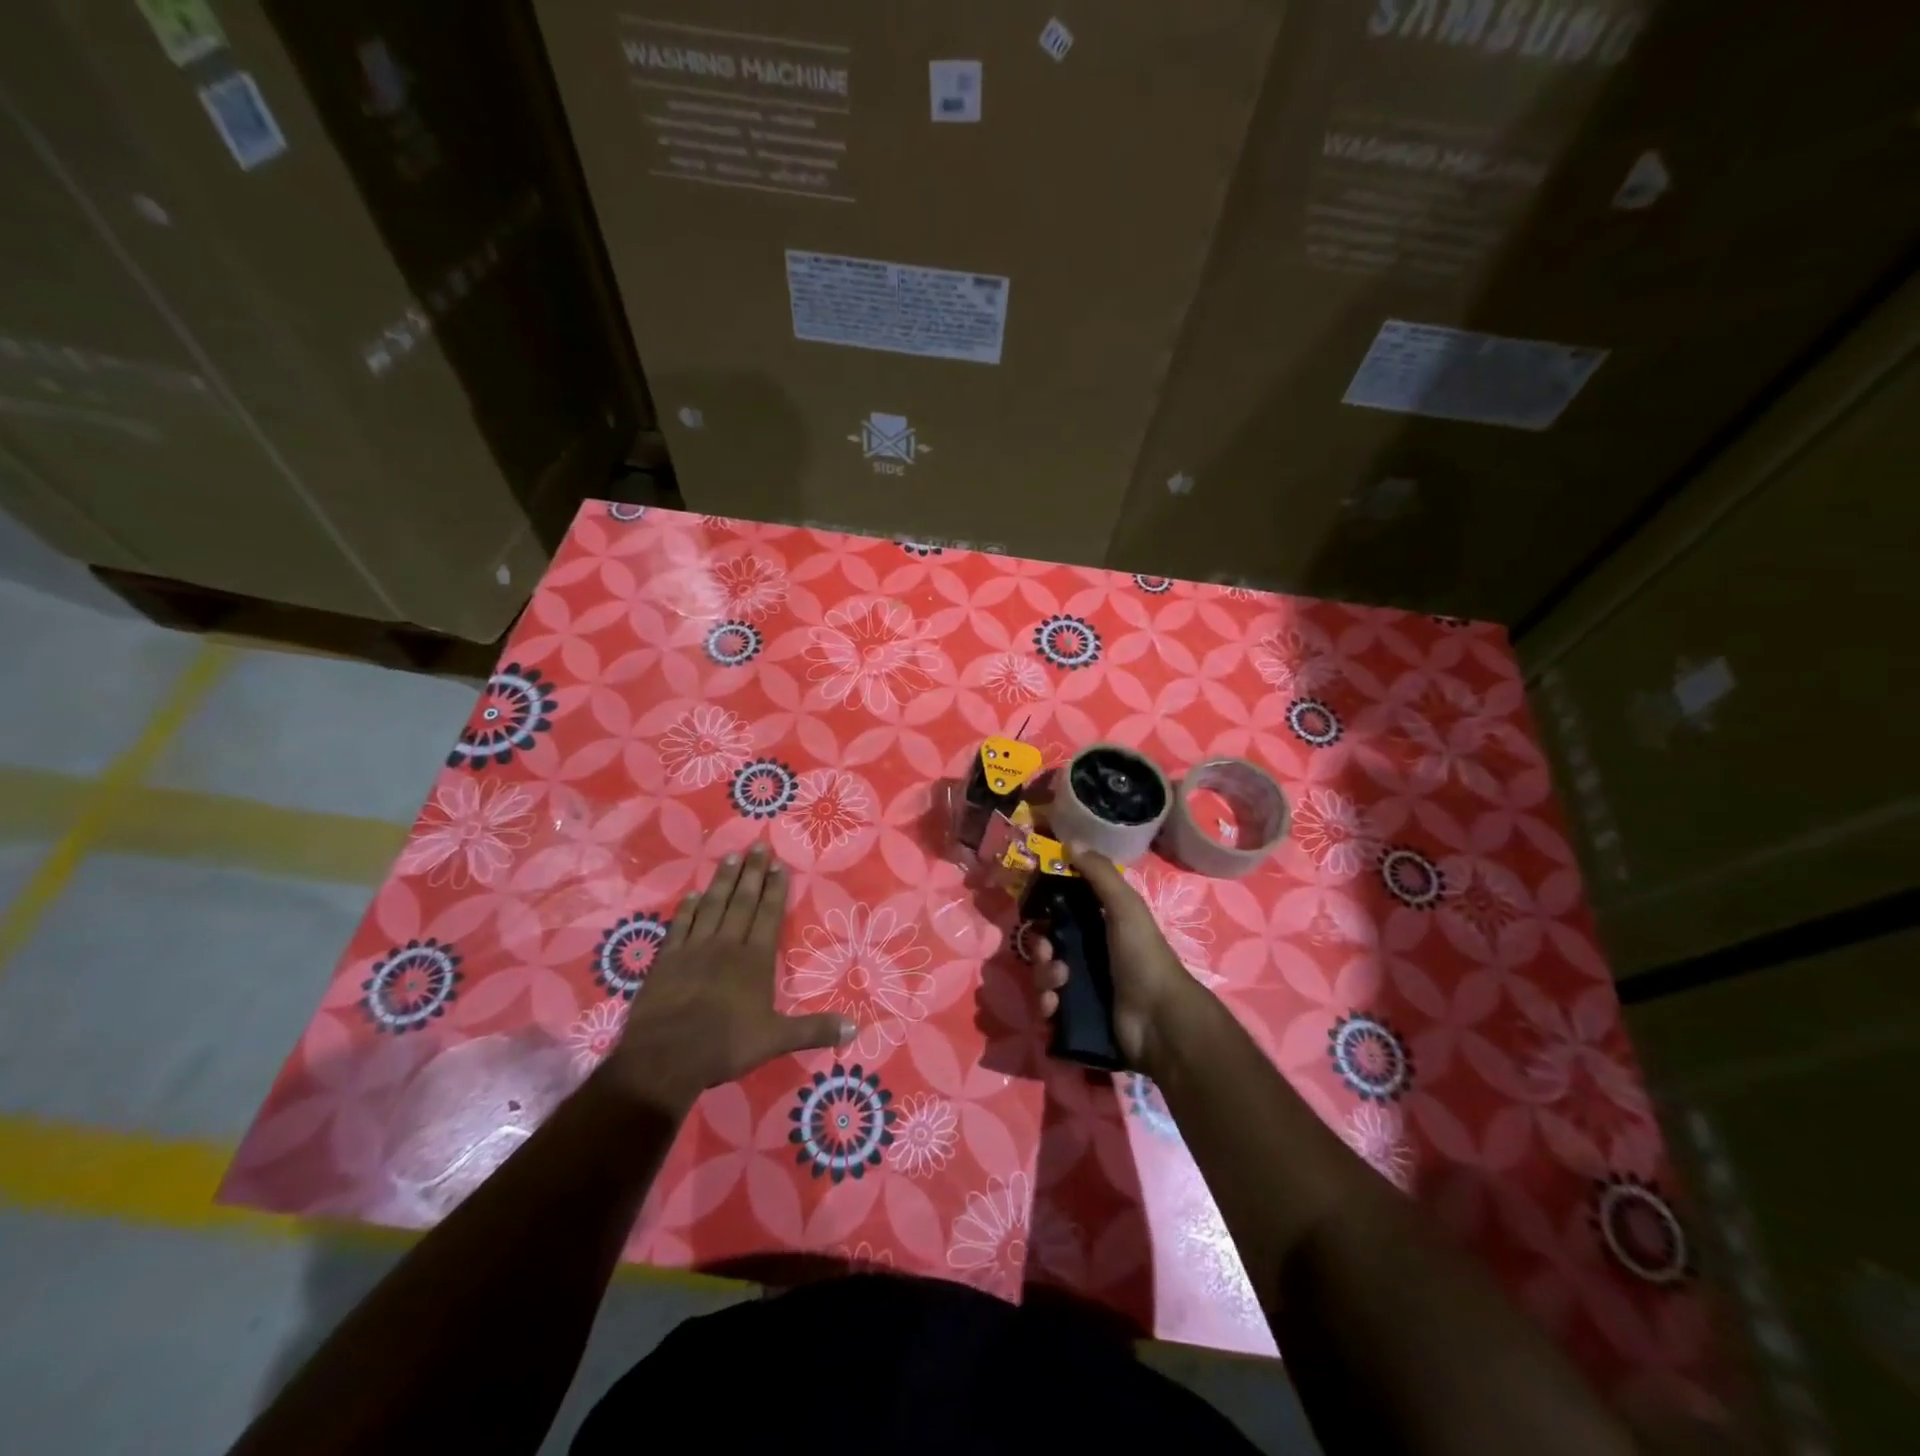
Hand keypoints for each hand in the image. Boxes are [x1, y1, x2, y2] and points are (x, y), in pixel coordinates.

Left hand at [599, 843, 853, 1112]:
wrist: (665, 1056)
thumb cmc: (725, 1045)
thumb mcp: (776, 1039)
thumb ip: (815, 1030)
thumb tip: (855, 1028)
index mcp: (754, 960)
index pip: (768, 915)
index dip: (775, 888)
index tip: (779, 863)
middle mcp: (726, 945)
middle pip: (742, 901)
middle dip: (752, 872)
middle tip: (757, 845)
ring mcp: (694, 949)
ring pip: (712, 906)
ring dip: (723, 881)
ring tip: (731, 857)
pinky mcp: (667, 960)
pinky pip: (680, 925)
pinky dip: (687, 908)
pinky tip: (693, 894)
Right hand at [1029, 845, 1202, 1069]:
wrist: (1159, 1020)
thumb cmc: (1143, 956)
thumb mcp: (1125, 907)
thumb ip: (1100, 874)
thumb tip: (1071, 840)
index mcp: (1099, 925)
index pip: (1061, 911)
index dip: (1044, 909)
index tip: (1034, 908)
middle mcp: (1088, 953)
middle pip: (1047, 944)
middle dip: (1041, 948)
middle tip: (1050, 953)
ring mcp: (1082, 986)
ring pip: (1043, 976)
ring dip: (1043, 978)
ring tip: (1059, 986)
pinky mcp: (1076, 1017)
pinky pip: (1047, 1008)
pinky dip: (1046, 1007)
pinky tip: (1055, 1008)